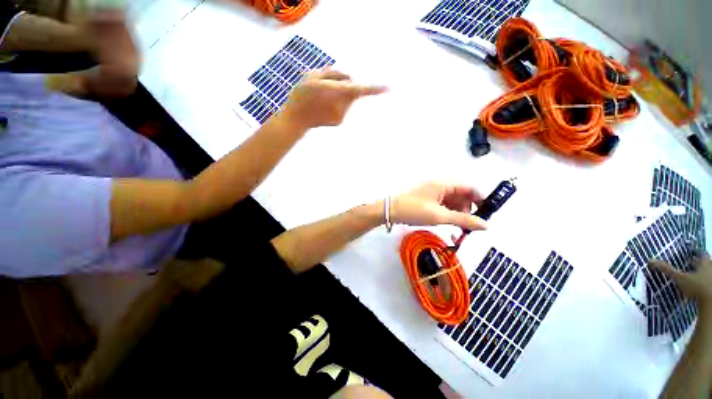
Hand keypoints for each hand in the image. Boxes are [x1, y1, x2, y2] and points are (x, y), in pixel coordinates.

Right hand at [280, 68, 386, 129]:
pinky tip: (324, 106)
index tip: (389, 88)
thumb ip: (334, 73)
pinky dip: (337, 103)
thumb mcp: (313, 75)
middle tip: (326, 85)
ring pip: (348, 99)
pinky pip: (343, 107)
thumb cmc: (301, 95)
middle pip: (352, 90)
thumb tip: (350, 79)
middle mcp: (342, 106)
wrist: (296, 119)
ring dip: (340, 94)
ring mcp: (342, 115)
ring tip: (322, 97)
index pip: (359, 89)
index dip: (374, 88)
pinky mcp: (340, 121)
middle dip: (345, 85)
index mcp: (335, 92)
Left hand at [390, 182, 486, 230]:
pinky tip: (447, 222)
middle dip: (468, 210)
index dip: (481, 200)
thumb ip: (463, 220)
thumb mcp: (439, 216)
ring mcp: (434, 191)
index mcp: (445, 183)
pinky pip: (444, 204)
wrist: (390, 211)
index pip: (470, 188)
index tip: (486, 216)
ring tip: (456, 226)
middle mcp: (441, 184)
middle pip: (462, 195)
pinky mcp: (428, 198)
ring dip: (457, 213)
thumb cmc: (414, 210)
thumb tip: (485, 225)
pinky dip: (448, 213)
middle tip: (467, 226)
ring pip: (453, 201)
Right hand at [650, 253, 711, 310]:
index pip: (701, 254)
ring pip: (707, 274)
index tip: (690, 253)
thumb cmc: (697, 287)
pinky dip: (703, 285)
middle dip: (699, 265)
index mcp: (704, 263)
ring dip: (701, 275)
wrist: (711, 303)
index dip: (696, 253)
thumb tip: (650, 260)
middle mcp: (710, 268)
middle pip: (706, 264)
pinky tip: (697, 291)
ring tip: (693, 279)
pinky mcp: (711, 289)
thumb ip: (666, 270)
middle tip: (690, 266)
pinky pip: (707, 284)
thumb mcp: (679, 278)